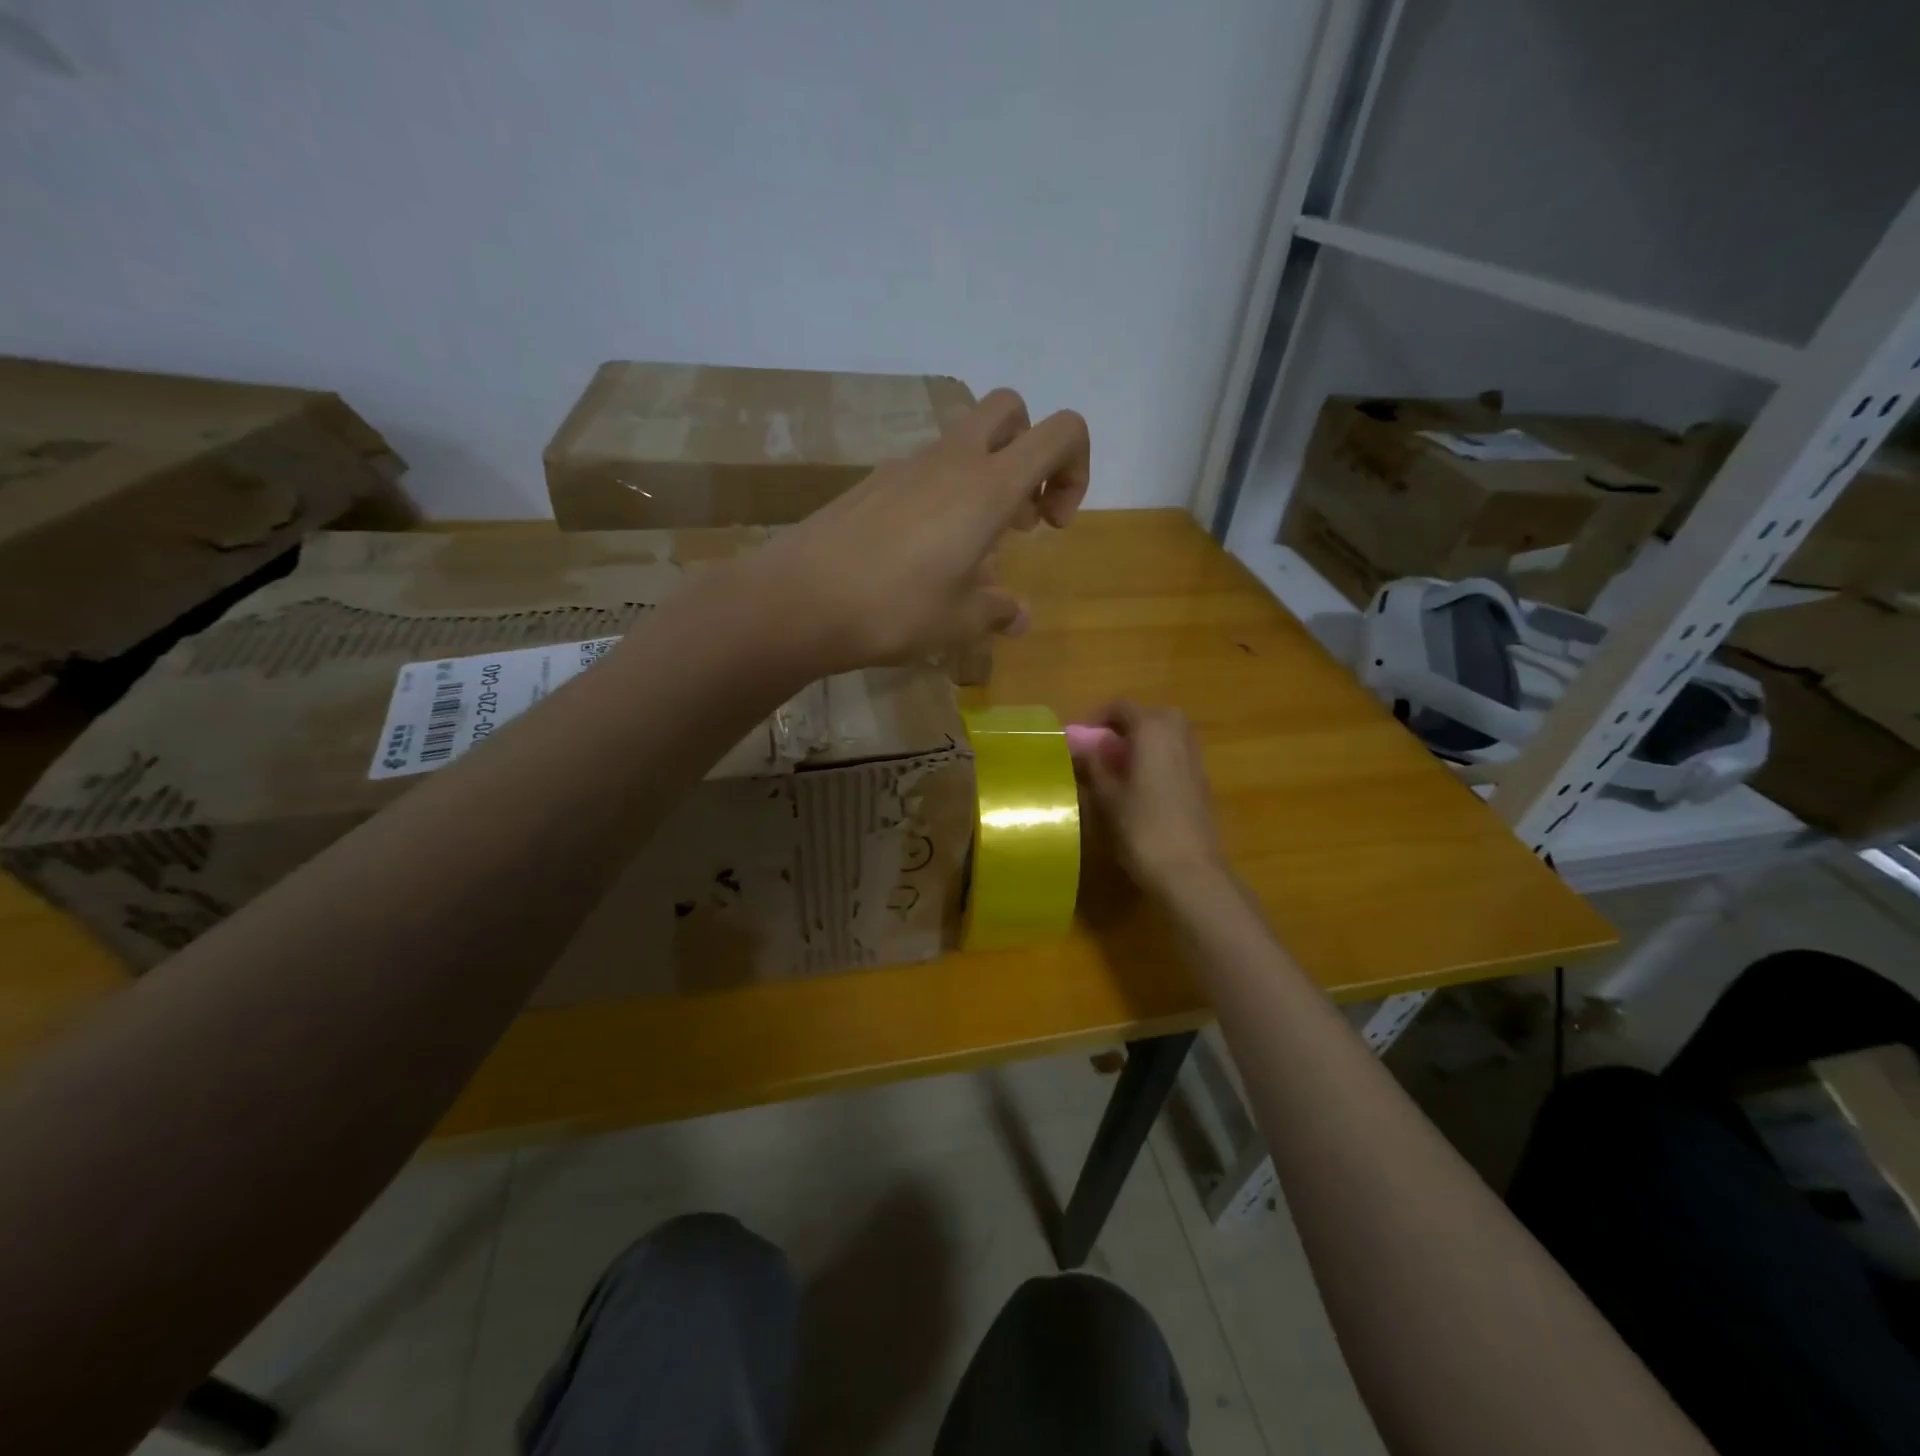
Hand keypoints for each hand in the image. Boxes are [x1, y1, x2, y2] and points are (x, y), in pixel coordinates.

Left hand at [750, 389, 1088, 675]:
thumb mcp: (958, 621)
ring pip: (965, 443)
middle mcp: (951, 461)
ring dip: (985, 482)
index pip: (1062, 431)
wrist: (798, 600)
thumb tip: (1019, 617)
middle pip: (1011, 410)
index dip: (1076, 468)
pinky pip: (925, 473)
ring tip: (970, 552)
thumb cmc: (894, 609)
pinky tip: (922, 557)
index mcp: (988, 486)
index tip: (1053, 522)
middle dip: (1031, 453)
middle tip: (1018, 517)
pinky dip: (943, 499)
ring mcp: (906, 466)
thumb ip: (998, 612)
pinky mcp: (873, 483)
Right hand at [1080, 702, 1228, 899]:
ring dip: (1141, 743)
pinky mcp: (1201, 782)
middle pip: (1149, 716)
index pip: (1122, 707)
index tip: (1078, 739)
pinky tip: (1139, 787)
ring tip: (1116, 769)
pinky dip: (1156, 760)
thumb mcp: (1107, 796)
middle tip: (1101, 749)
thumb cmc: (1142, 828)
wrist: (1190, 871)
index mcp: (1153, 730)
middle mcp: (1178, 735)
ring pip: (1165, 735)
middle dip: (1124, 727)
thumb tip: (1078, 744)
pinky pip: (1174, 755)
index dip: (1096, 718)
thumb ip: (1093, 764)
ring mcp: (1194, 759)